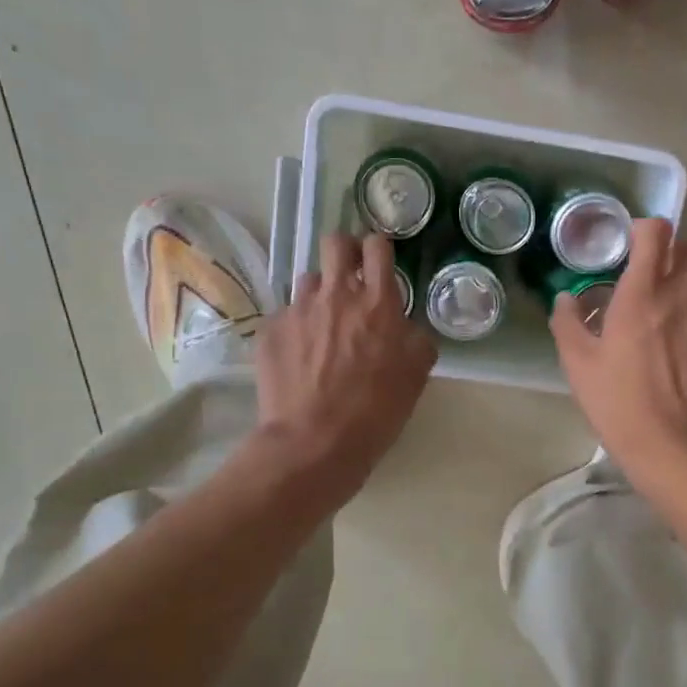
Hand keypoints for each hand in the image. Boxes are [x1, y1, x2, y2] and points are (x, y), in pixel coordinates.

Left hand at [255, 232, 436, 498]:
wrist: (313, 443)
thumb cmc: (375, 412)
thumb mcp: (415, 376)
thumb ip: (415, 340)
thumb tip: (406, 328)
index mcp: (378, 304)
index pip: (377, 247)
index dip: (378, 249)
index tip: (379, 262)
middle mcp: (337, 295)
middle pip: (336, 243)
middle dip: (344, 251)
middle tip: (350, 277)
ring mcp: (298, 310)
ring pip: (309, 280)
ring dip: (321, 294)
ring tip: (323, 325)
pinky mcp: (270, 330)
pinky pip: (286, 315)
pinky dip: (297, 328)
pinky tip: (301, 357)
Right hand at [551, 218, 686, 480]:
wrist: (671, 448)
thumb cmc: (617, 401)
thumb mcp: (578, 363)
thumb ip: (568, 322)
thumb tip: (565, 299)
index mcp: (644, 293)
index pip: (657, 232)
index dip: (644, 228)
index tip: (629, 244)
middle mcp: (683, 298)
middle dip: (675, 252)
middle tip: (650, 276)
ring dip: (683, 292)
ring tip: (660, 325)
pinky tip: (678, 358)